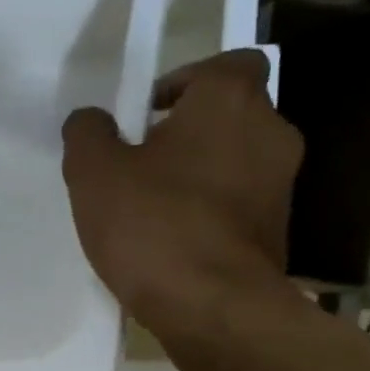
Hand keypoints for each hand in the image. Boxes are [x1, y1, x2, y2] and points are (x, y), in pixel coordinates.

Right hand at [62, 49, 303, 350]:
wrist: (213, 307)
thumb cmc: (153, 224)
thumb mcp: (93, 173)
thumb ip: (87, 134)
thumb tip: (90, 119)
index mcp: (229, 102)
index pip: (227, 63)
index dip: (186, 81)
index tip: (147, 114)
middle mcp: (270, 132)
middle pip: (230, 113)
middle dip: (188, 130)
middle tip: (140, 161)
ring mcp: (282, 184)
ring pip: (235, 159)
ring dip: (199, 171)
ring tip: (152, 205)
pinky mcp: (279, 229)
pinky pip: (239, 201)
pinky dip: (211, 209)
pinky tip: (172, 238)